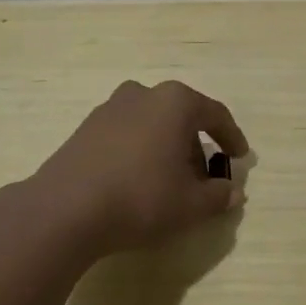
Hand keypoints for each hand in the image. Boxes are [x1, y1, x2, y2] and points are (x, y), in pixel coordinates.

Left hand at [26, 79, 248, 260]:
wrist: (64, 209)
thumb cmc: (141, 197)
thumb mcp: (190, 205)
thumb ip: (218, 196)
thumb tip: (233, 191)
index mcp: (175, 101)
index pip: (215, 114)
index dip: (232, 136)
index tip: (240, 157)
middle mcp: (143, 94)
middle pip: (181, 117)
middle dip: (196, 146)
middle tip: (202, 179)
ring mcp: (110, 108)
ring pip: (152, 124)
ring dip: (166, 148)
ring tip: (169, 183)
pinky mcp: (85, 128)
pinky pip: (126, 135)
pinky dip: (139, 152)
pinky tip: (136, 182)